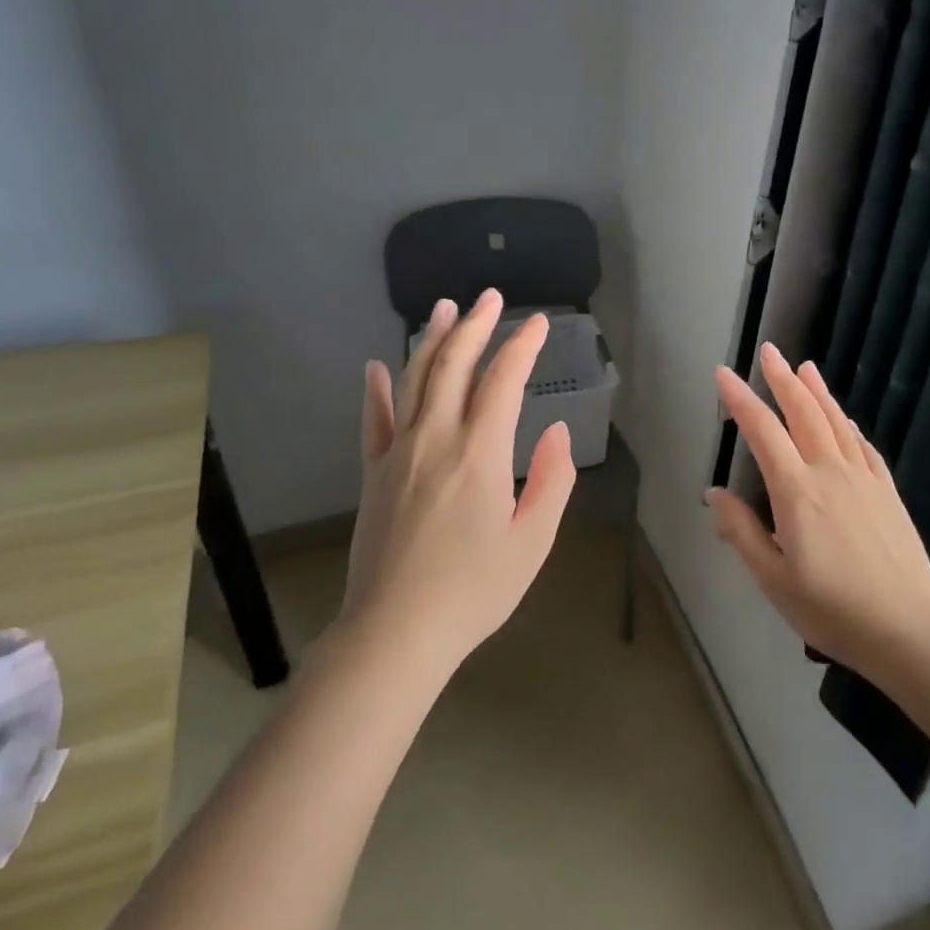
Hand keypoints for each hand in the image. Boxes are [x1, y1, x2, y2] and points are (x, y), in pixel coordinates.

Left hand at [336, 289, 576, 676]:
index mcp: (480, 454)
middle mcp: (436, 440)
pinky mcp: (374, 474)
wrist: (397, 632)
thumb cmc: (475, 590)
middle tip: (490, 298)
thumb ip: (552, 480)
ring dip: (430, 341)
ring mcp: (398, 454)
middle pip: (453, 366)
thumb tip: (556, 432)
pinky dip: (377, 389)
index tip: (538, 323)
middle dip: (475, 326)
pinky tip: (377, 366)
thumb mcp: (533, 541)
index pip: (504, 381)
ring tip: (444, 308)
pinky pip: (374, 421)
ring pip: (413, 382)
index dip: (522, 346)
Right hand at [708, 343, 929, 674]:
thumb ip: (742, 532)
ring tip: (805, 366)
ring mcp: (864, 479)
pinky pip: (864, 446)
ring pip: (836, 422)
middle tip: (769, 351)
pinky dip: (849, 425)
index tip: (724, 374)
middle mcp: (830, 472)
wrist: (908, 627)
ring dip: (818, 392)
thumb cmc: (832, 609)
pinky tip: (844, 419)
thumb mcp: (773, 579)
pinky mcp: (887, 491)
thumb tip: (715, 493)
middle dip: (783, 379)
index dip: (740, 400)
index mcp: (797, 492)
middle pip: (803, 413)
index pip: (763, 432)